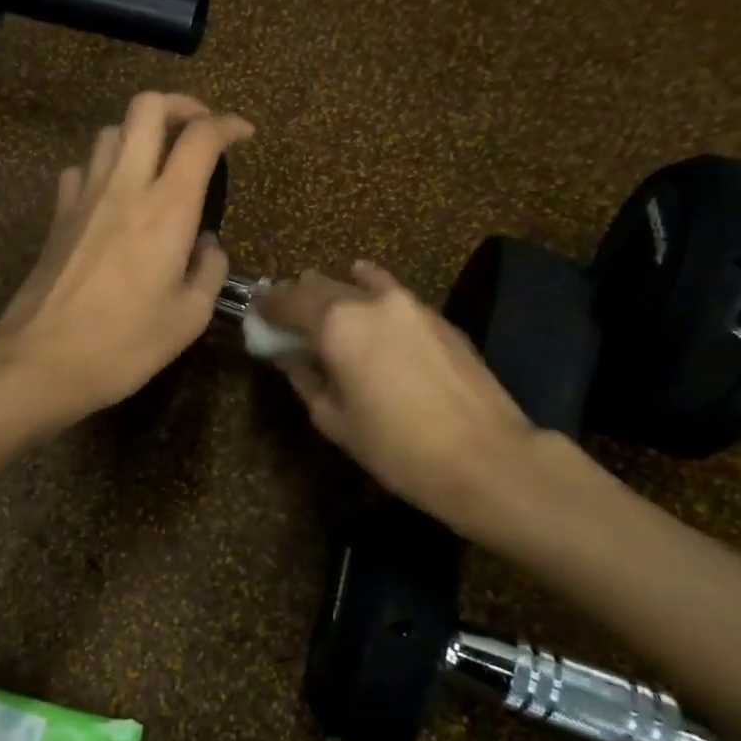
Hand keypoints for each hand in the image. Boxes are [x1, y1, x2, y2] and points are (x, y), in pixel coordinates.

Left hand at [0, 92, 252, 417]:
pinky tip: (112, 197)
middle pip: (146, 108)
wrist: (42, 360)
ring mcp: (84, 196)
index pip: (200, 137)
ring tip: (156, 163)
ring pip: (110, 131)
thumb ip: (209, 271)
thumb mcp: (189, 317)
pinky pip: (82, 169)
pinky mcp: (58, 215)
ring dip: (139, 135)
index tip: (244, 135)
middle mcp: (125, 186)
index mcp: (167, 207)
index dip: (228, 124)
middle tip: (198, 128)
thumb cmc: (125, 344)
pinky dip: (103, 169)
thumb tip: (207, 245)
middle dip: (179, 105)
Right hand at [257, 262, 545, 533]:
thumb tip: (293, 359)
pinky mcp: (437, 317)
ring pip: (358, 284)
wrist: (485, 457)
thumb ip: (307, 380)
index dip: (268, 306)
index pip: (288, 301)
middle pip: (321, 286)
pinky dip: (371, 289)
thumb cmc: (397, 447)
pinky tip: (367, 288)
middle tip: (286, 314)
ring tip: (324, 304)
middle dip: (298, 296)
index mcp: (336, 324)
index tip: (256, 310)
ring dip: (335, 291)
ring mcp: (408, 304)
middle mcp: (369, 301)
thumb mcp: (335, 421)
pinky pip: (392, 292)